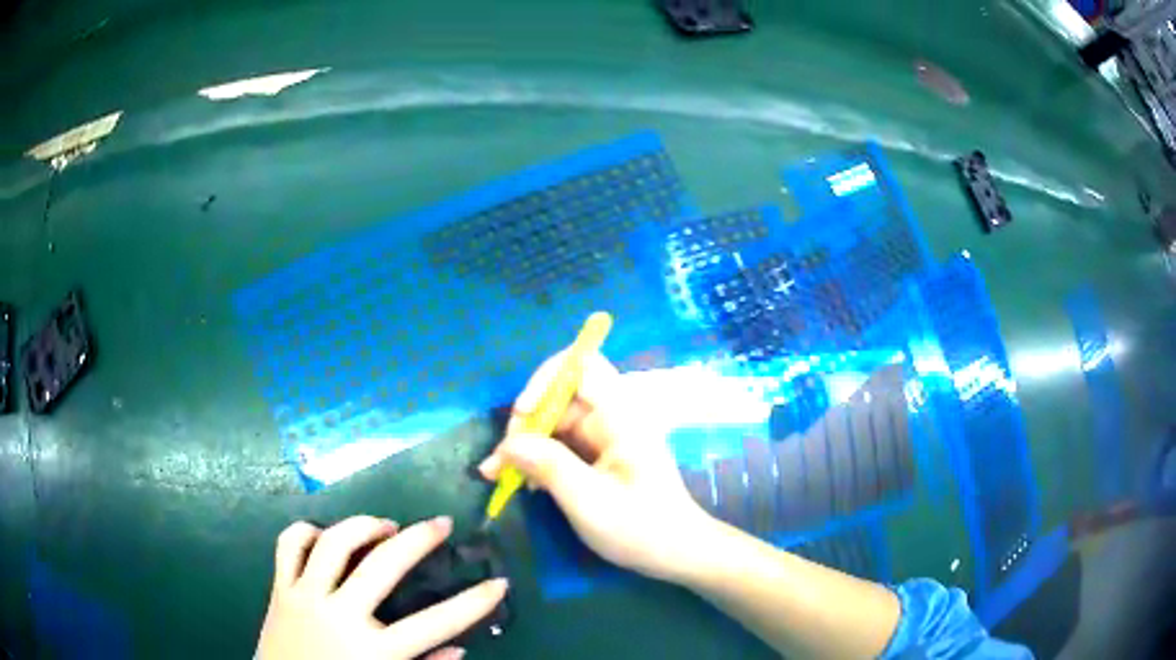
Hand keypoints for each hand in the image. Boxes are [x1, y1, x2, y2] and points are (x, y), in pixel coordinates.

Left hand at [256, 516, 507, 659]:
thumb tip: (460, 649)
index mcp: (373, 651)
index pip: (436, 623)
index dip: (474, 603)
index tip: (499, 583)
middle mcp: (339, 616)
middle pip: (383, 566)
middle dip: (419, 539)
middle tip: (440, 523)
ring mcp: (305, 597)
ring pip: (333, 543)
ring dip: (363, 525)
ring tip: (385, 525)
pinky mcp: (279, 588)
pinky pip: (289, 545)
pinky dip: (307, 531)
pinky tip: (325, 534)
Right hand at [478, 350, 712, 582]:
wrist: (677, 553)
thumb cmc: (640, 528)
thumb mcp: (589, 501)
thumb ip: (548, 466)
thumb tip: (508, 444)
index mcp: (620, 416)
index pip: (582, 364)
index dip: (546, 379)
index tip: (522, 415)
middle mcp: (613, 417)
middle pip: (559, 396)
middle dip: (526, 423)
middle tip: (499, 462)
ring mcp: (607, 436)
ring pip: (556, 421)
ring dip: (526, 443)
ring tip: (500, 475)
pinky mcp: (600, 455)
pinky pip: (562, 443)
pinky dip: (539, 457)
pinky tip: (523, 482)